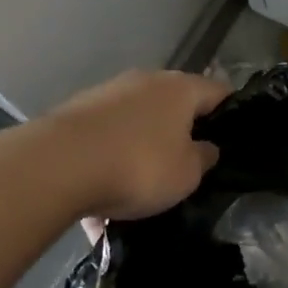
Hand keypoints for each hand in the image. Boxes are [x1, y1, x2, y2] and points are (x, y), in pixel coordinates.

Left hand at [40, 70, 227, 223]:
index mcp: (181, 89)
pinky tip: (97, 206)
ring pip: (135, 125)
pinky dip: (106, 166)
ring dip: (138, 152)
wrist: (56, 166)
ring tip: (134, 196)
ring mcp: (109, 93)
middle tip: (184, 169)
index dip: (229, 114)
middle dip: (179, 135)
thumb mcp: (186, 174)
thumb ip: (203, 157)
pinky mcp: (76, 113)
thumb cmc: (137, 166)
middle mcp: (147, 81)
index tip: (230, 140)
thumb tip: (206, 147)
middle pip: (174, 106)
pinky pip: (103, 141)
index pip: (219, 92)